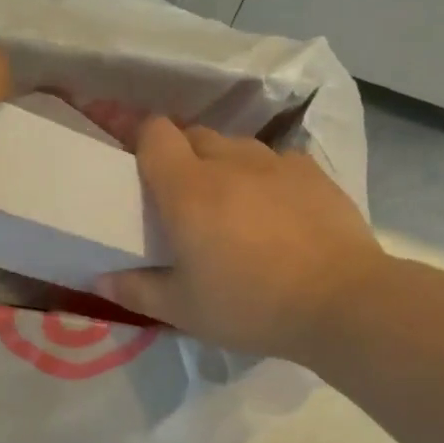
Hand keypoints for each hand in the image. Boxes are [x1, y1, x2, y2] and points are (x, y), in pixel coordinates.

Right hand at [98, 118, 385, 359]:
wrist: (342, 302)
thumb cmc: (251, 306)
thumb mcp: (183, 310)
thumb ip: (136, 290)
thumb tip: (100, 278)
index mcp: (188, 189)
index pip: (153, 133)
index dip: (139, 139)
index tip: (135, 163)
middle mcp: (229, 162)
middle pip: (193, 134)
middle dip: (179, 155)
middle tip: (179, 196)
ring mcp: (276, 163)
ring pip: (235, 146)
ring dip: (222, 164)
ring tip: (228, 203)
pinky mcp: (313, 172)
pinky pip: (275, 161)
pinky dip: (263, 177)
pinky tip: (274, 211)